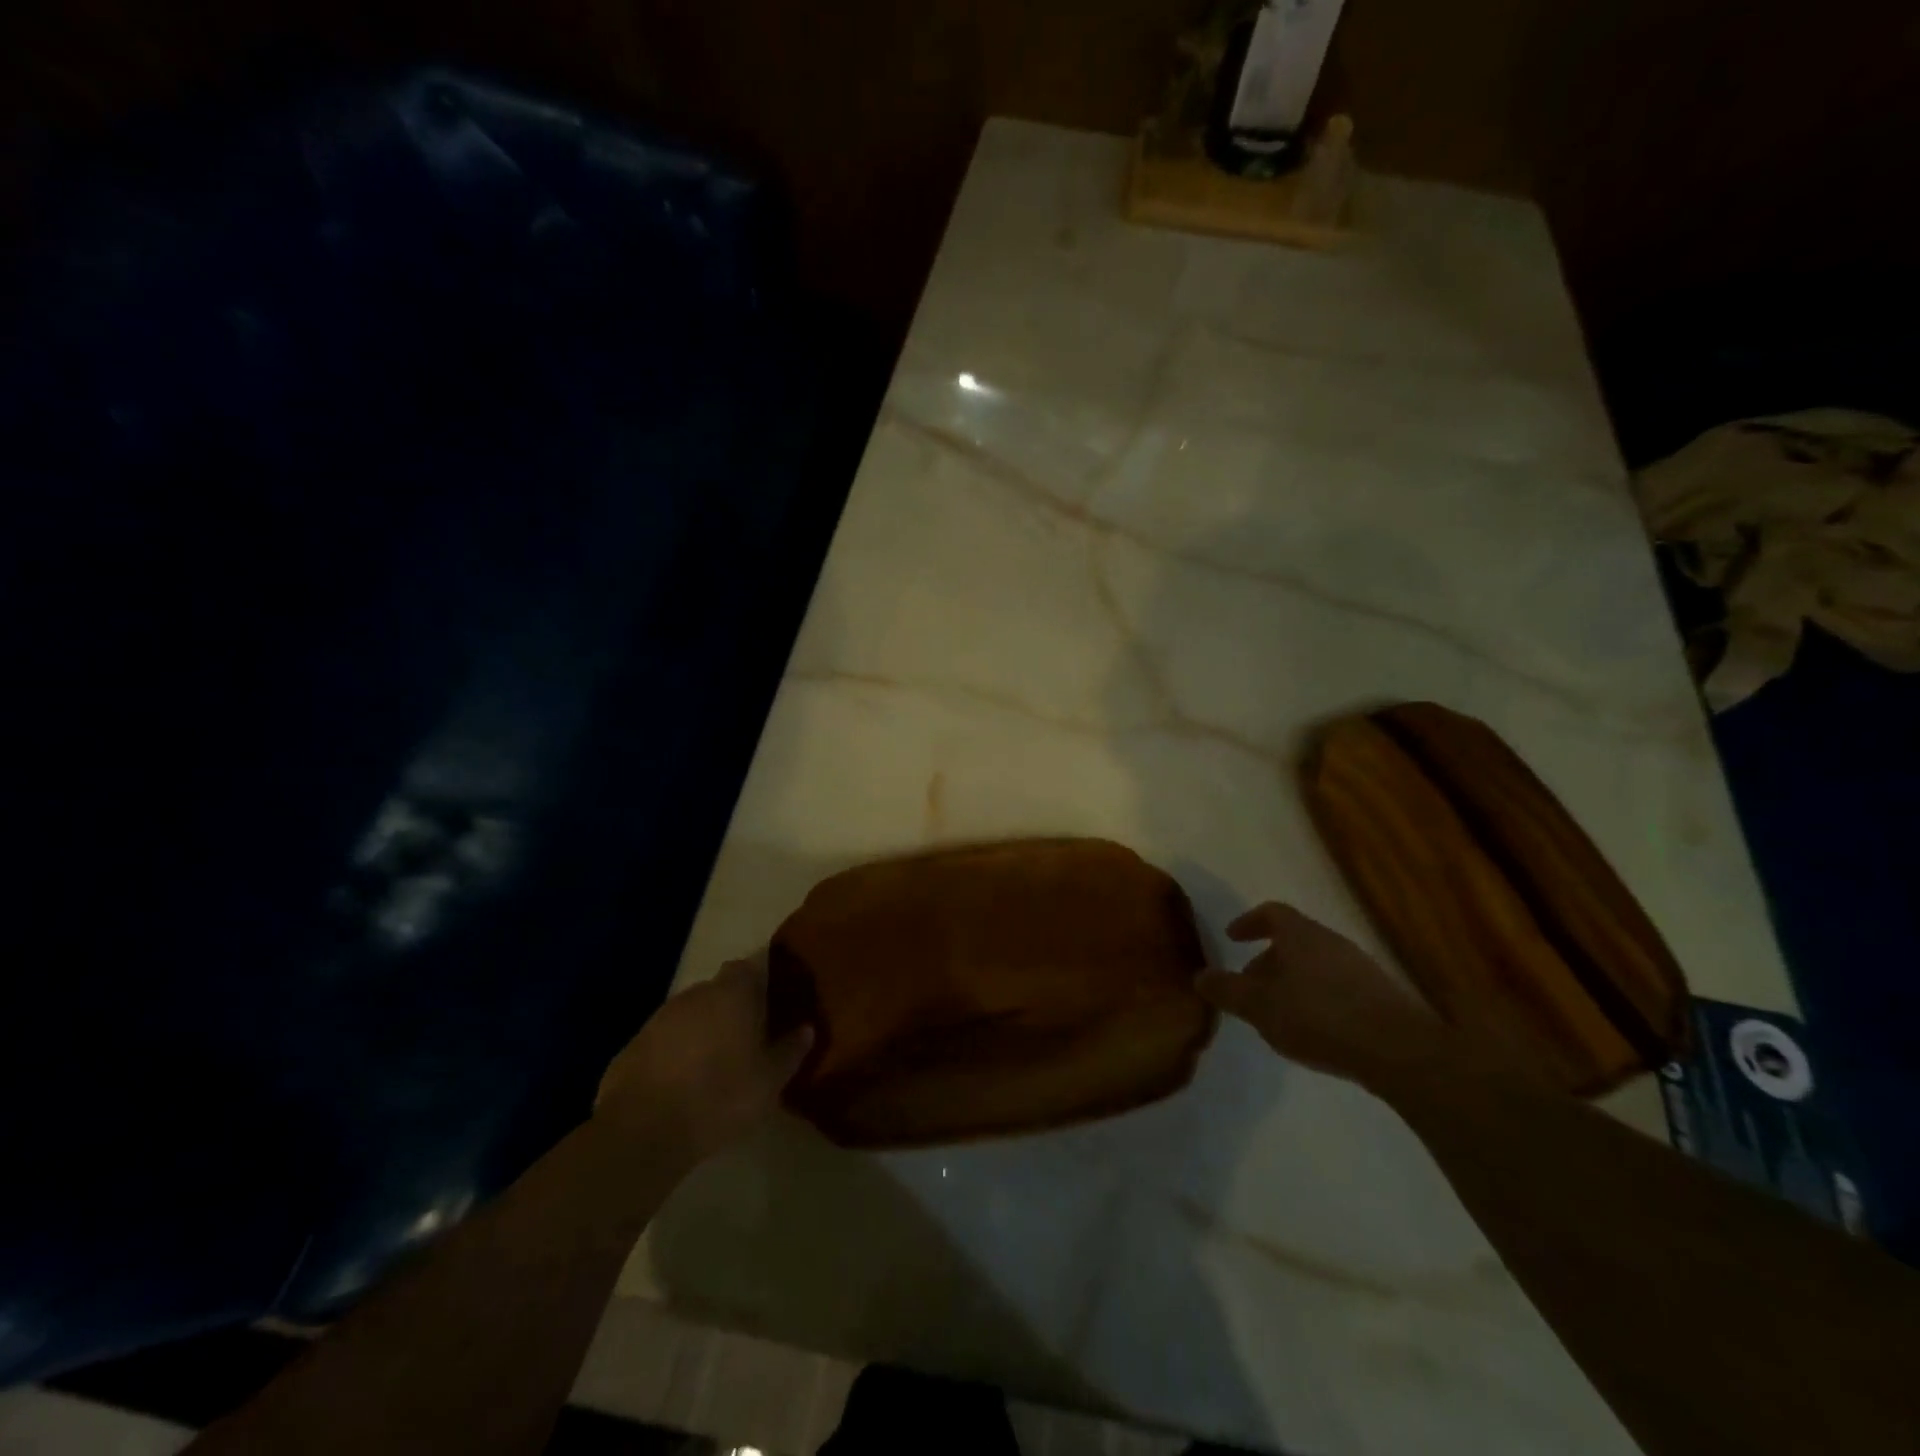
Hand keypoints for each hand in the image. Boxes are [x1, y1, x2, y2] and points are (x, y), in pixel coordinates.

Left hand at [595, 956, 812, 1161]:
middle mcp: (694, 995)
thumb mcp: (769, 1081)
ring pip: (688, 1016)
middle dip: (729, 1009)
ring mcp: (659, 1018)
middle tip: (744, 1039)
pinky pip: (662, 1041)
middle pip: (716, 991)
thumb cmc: (720, 1097)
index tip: (767, 1005)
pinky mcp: (631, 1046)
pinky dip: (673, 1053)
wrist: (642, 1131)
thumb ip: (790, 1051)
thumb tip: (806, 1029)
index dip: (756, 982)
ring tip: (712, 1065)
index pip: (746, 968)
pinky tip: (680, 1084)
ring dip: (700, 1032)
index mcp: (732, 994)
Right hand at [1197, 902, 1447, 1083]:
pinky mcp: (1380, 996)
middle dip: (1268, 960)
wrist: (1398, 1050)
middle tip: (1250, 984)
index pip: (1270, 912)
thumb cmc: (1317, 1016)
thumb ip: (1227, 990)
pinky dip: (1317, 998)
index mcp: (1300, 934)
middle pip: (1294, 940)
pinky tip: (1313, 1029)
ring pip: (1315, 964)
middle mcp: (1330, 941)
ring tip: (1278, 1012)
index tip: (1232, 938)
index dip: (1248, 922)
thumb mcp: (1258, 1006)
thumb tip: (1201, 977)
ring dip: (1292, 981)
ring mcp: (1360, 967)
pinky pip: (1337, 986)